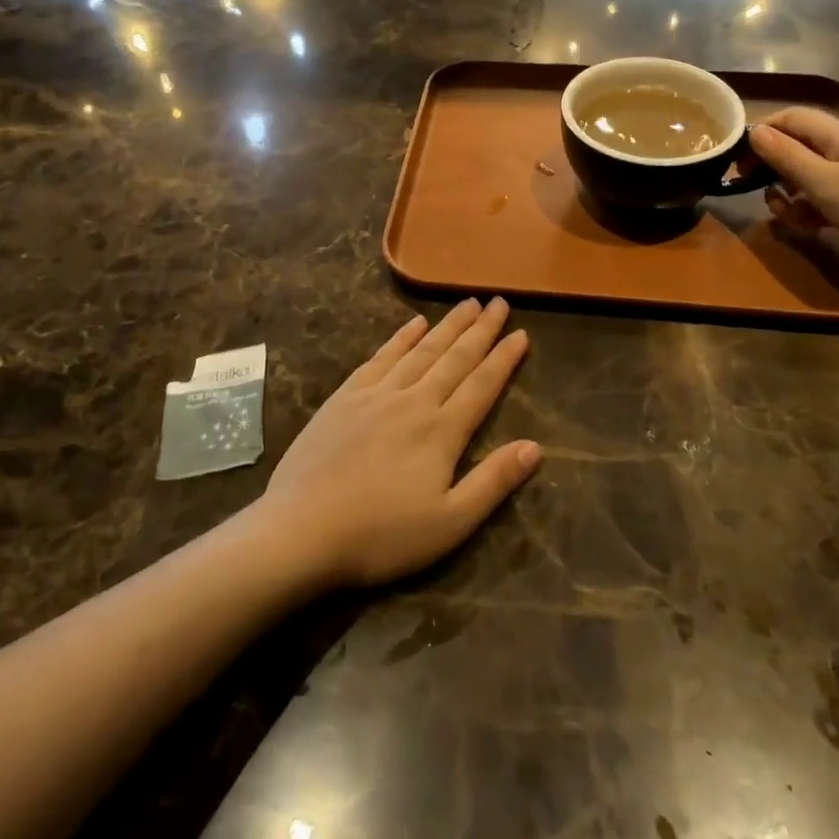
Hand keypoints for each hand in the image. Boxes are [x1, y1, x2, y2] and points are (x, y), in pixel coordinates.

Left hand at [261, 299, 540, 592]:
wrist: (302, 529)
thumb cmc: (381, 536)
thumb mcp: (449, 524)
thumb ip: (493, 482)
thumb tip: (535, 446)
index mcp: (442, 431)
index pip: (482, 385)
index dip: (504, 359)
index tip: (522, 333)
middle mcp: (414, 400)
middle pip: (455, 358)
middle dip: (480, 330)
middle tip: (499, 302)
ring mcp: (377, 393)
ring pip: (421, 350)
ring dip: (447, 325)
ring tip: (467, 304)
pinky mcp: (346, 396)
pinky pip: (381, 356)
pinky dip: (401, 337)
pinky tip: (414, 324)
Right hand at [747, 108, 838, 281]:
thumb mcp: (823, 182)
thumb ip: (785, 156)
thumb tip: (754, 131)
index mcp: (838, 133)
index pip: (788, 118)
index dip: (760, 133)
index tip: (738, 161)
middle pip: (796, 147)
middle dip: (773, 169)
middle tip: (756, 192)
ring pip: (808, 175)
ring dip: (790, 194)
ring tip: (788, 217)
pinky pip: (826, 196)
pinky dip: (812, 208)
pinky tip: (811, 228)